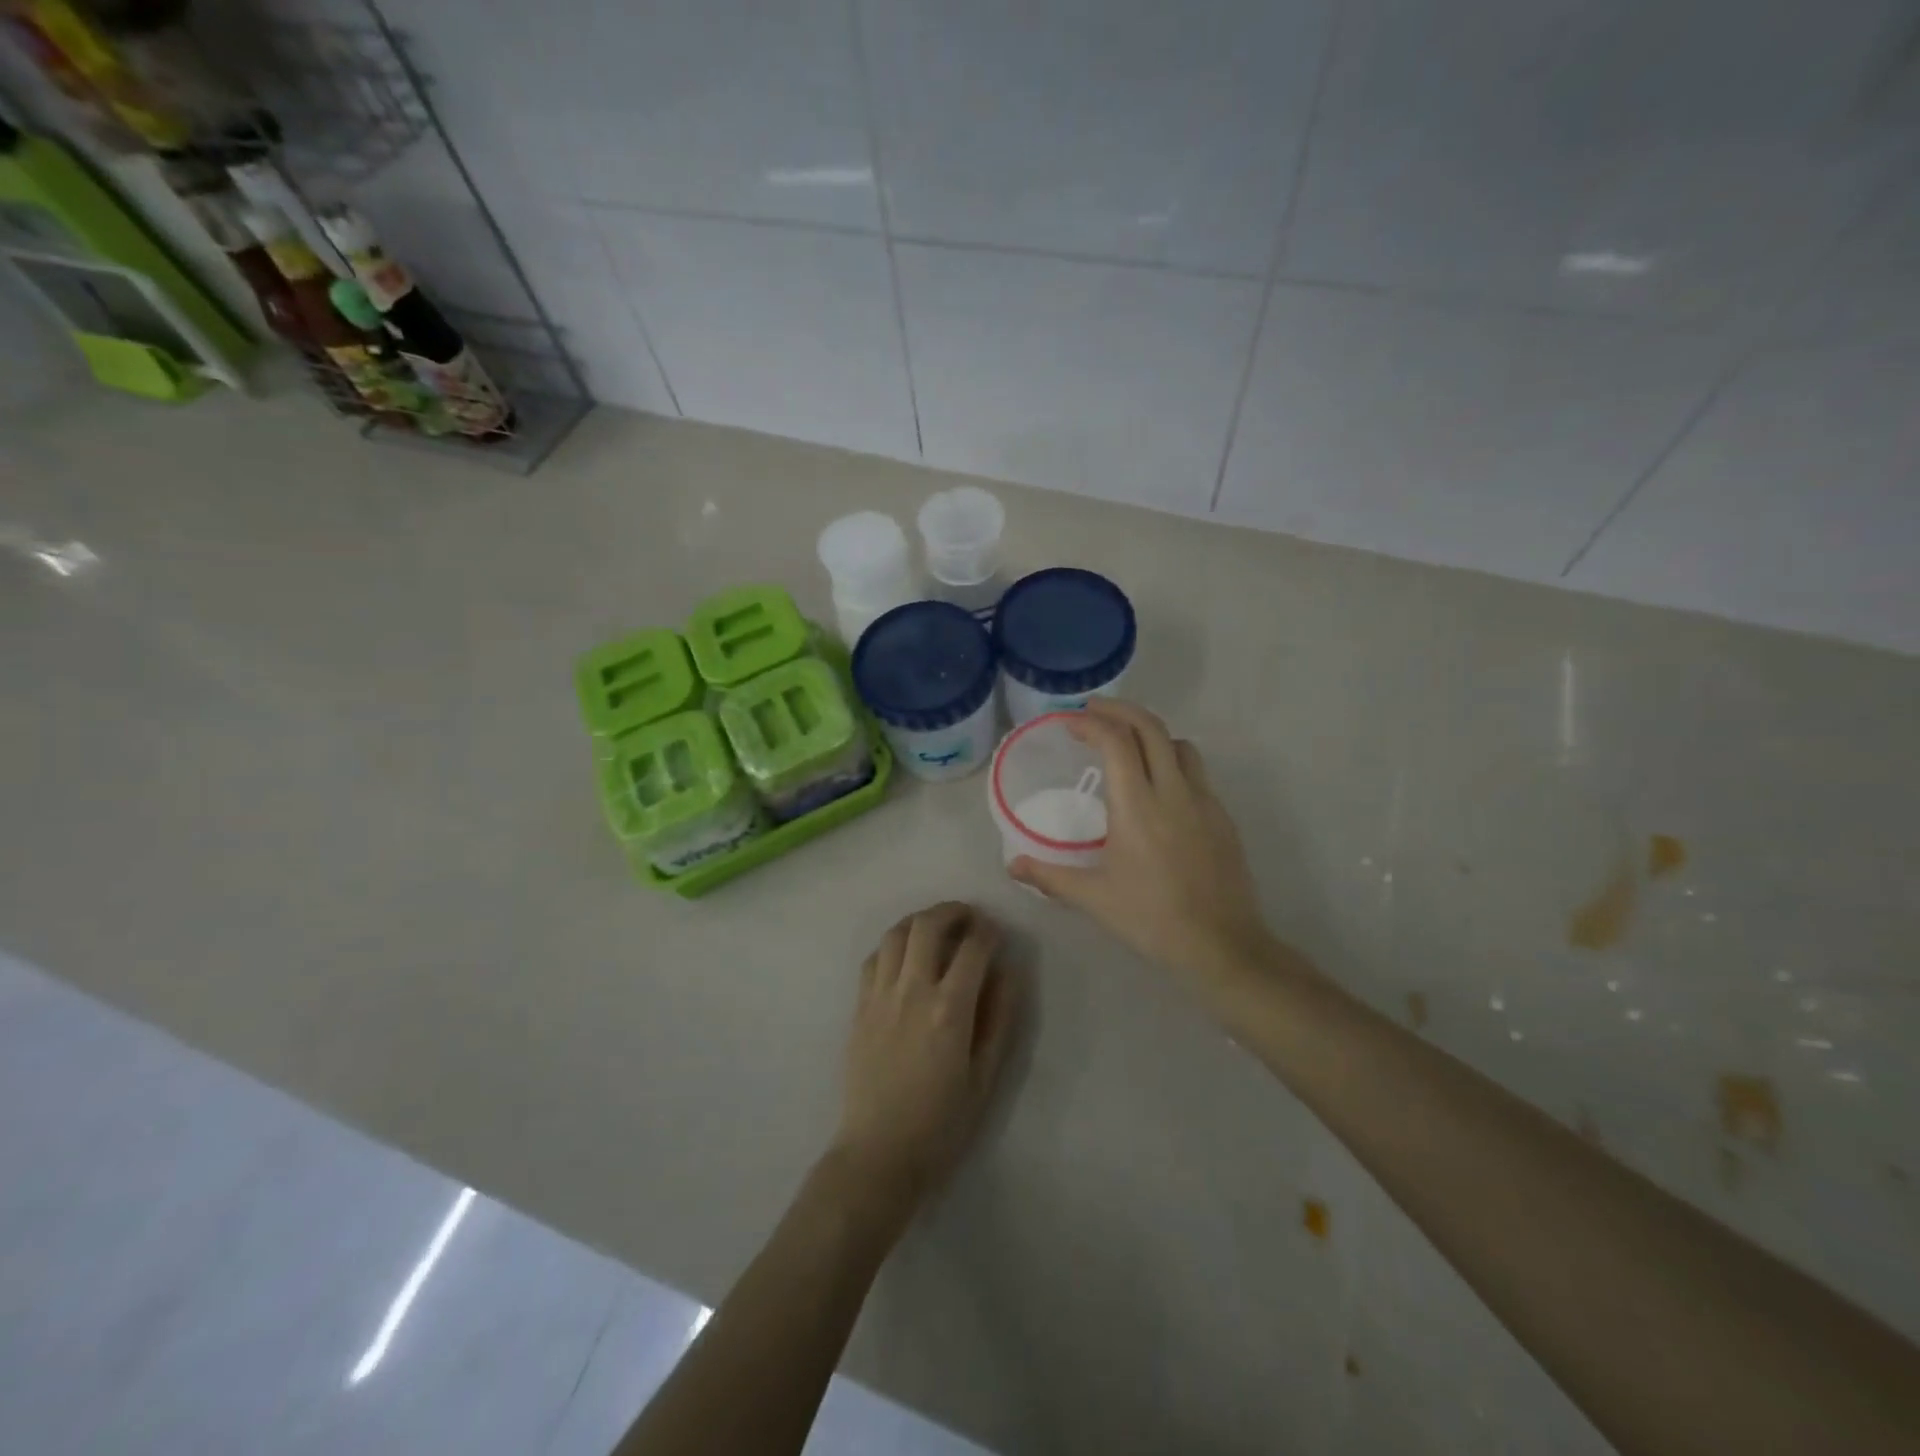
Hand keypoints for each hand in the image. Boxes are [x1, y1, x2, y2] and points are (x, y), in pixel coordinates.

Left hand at [829, 903, 1020, 1216]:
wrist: (878, 1155)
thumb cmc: (941, 1124)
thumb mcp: (985, 1077)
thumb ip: (999, 1018)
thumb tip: (1009, 971)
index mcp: (949, 1010)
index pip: (973, 948)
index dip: (989, 931)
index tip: (997, 932)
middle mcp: (912, 991)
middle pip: (928, 925)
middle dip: (953, 911)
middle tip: (969, 918)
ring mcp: (880, 995)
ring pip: (896, 933)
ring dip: (920, 921)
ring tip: (937, 928)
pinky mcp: (859, 1007)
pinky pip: (874, 957)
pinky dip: (893, 944)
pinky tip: (905, 955)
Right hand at [1010, 700, 1270, 986]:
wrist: (1222, 945)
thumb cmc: (1152, 919)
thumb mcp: (1094, 898)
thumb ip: (1050, 877)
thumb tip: (1012, 865)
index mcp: (1137, 806)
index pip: (1116, 742)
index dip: (1091, 723)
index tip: (1070, 722)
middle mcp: (1173, 791)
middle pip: (1151, 728)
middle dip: (1120, 710)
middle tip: (1093, 711)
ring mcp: (1204, 801)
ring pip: (1179, 744)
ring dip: (1150, 733)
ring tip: (1127, 744)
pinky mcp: (1222, 816)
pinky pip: (1196, 771)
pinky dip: (1172, 760)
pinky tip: (1160, 787)